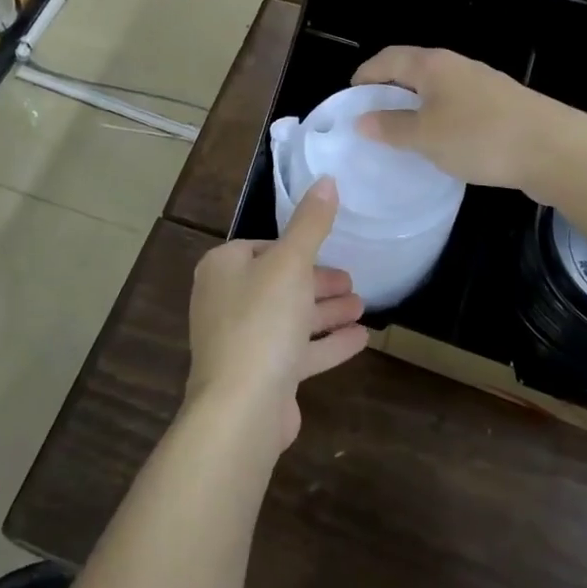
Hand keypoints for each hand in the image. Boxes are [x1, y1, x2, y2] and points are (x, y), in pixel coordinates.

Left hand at [186, 178, 368, 450]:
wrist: (241, 408)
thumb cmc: (262, 321)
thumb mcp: (291, 262)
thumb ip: (311, 222)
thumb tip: (326, 179)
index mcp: (223, 268)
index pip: (261, 246)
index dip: (296, 246)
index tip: (328, 248)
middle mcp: (226, 302)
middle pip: (279, 282)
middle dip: (317, 281)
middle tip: (352, 280)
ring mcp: (241, 342)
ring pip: (290, 317)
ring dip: (326, 310)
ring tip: (363, 305)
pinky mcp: (260, 376)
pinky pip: (297, 351)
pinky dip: (326, 342)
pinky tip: (361, 338)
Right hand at [352, 46, 578, 193]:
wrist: (555, 149)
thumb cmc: (480, 137)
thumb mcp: (426, 137)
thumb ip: (391, 127)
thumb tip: (362, 119)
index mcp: (432, 65)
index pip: (387, 58)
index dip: (365, 74)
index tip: (350, 96)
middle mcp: (456, 66)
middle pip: (413, 69)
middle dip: (389, 89)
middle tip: (372, 116)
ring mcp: (482, 84)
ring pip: (437, 88)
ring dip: (416, 105)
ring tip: (403, 132)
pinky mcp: (501, 105)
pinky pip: (458, 105)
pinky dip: (440, 117)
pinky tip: (442, 143)